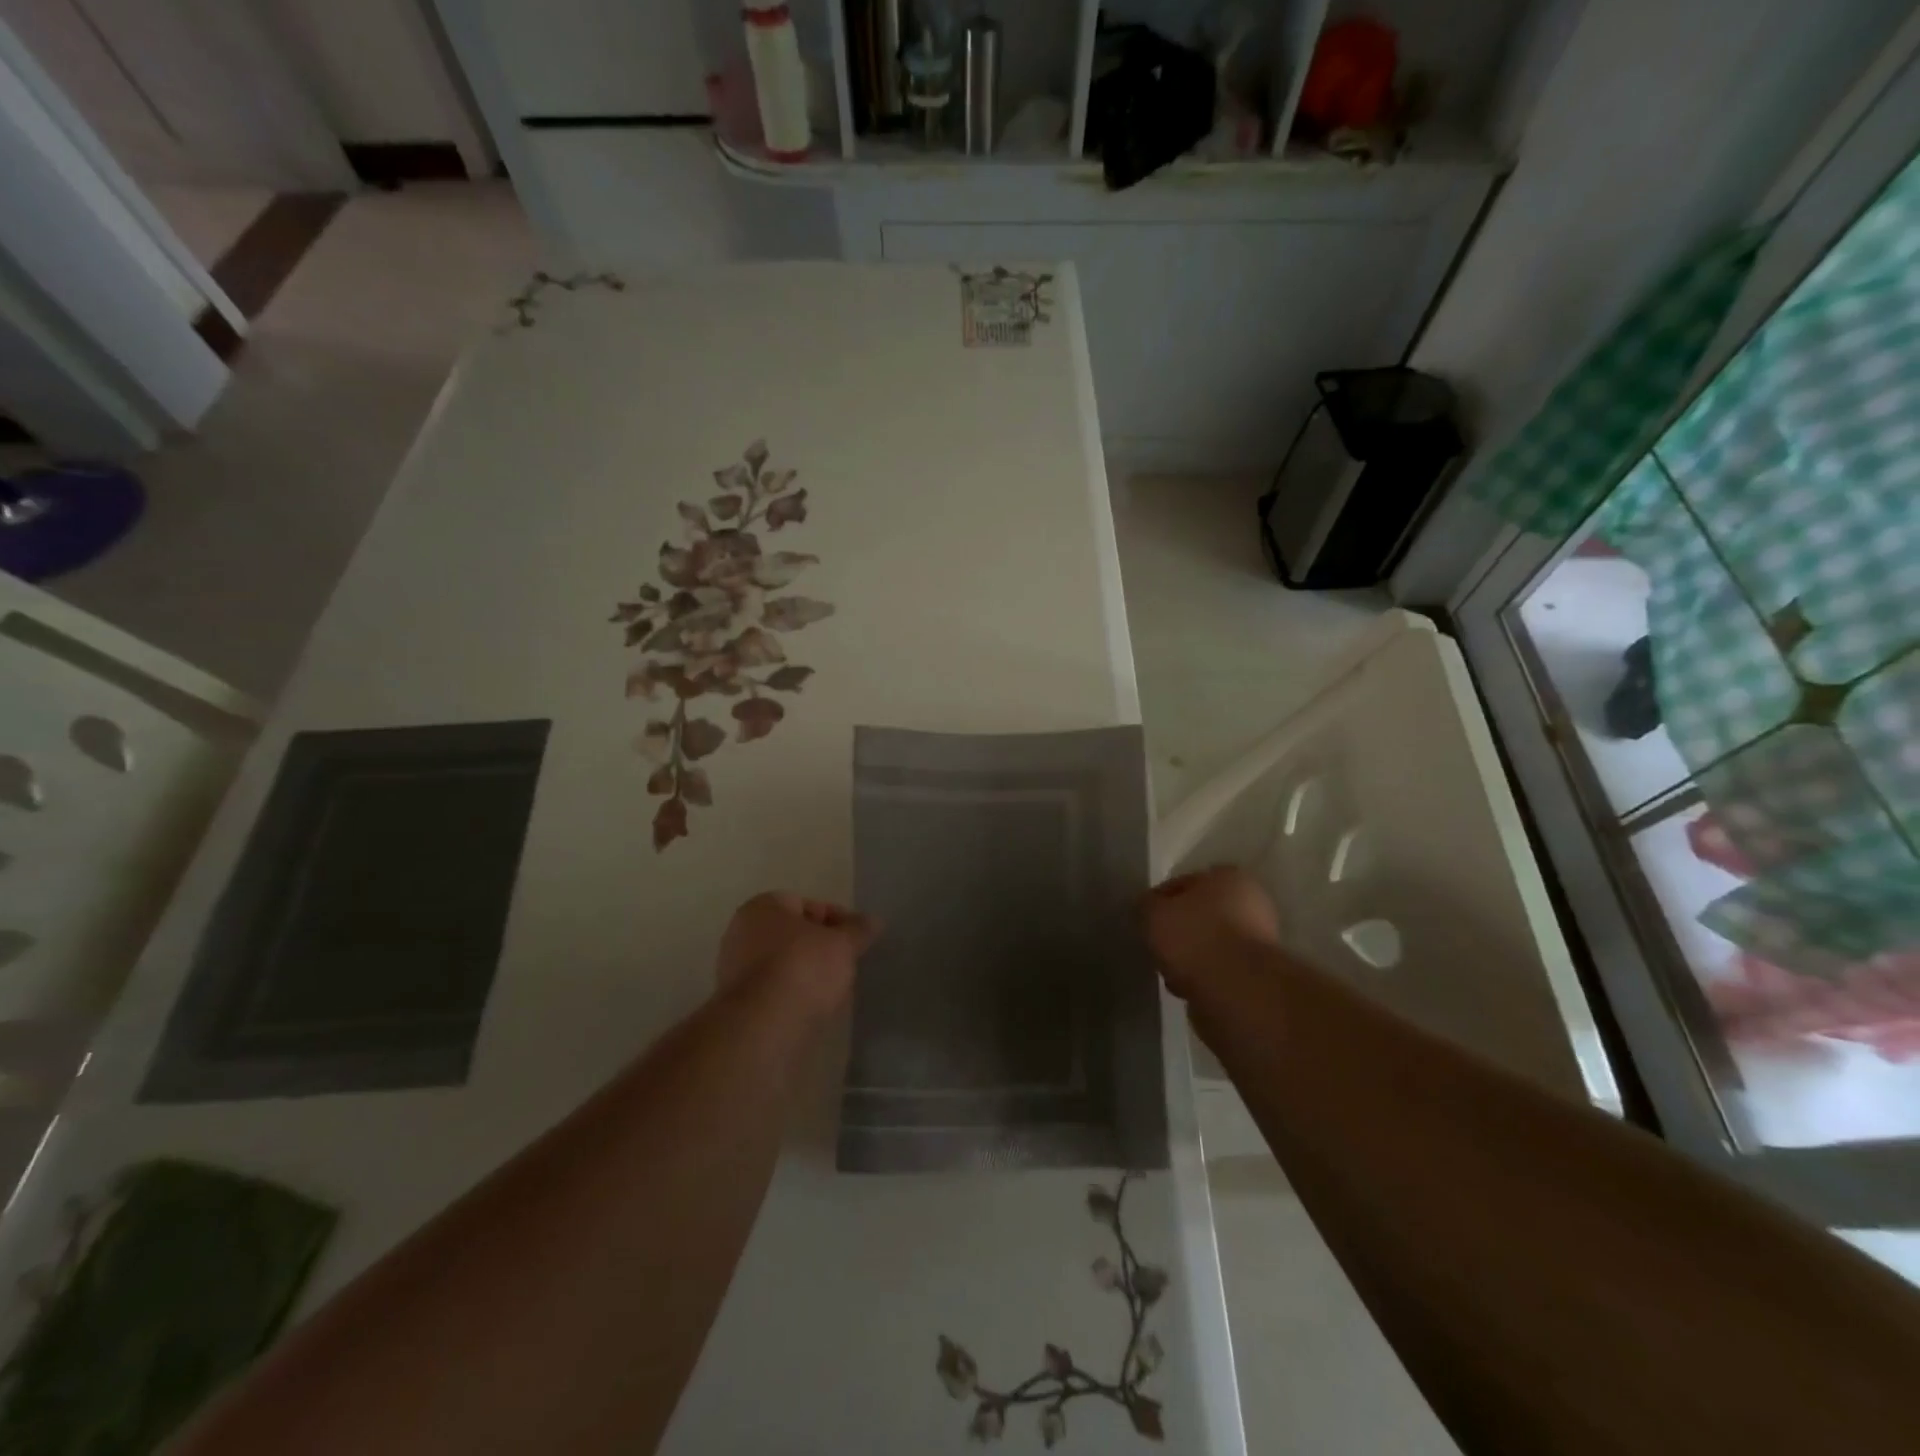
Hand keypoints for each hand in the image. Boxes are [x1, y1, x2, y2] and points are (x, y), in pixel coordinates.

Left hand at [716, 892, 880, 1018]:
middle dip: (821, 948)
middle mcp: (742, 932)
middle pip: (794, 935)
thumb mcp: (842, 944)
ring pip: (785, 965)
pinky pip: (775, 991)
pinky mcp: (738, 1004)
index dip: (836, 920)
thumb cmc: (803, 967)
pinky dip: (795, 995)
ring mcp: (735, 970)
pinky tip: (815, 1009)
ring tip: (836, 991)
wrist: (764, 1025)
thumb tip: (874, 920)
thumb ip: (859, 930)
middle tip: (846, 963)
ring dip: (810, 974)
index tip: (855, 939)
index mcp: (763, 907)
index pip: (807, 904)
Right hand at [1145, 866, 1280, 997]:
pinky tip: (1189, 989)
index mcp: (1228, 877)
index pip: (1183, 882)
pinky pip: (1220, 970)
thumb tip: (1148, 908)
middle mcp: (1252, 903)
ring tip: (1171, 973)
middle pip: (1200, 915)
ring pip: (1210, 944)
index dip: (1160, 901)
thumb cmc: (1194, 938)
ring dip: (1191, 957)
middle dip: (1179, 931)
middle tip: (1158, 947)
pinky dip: (1204, 978)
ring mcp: (1260, 941)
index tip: (1145, 920)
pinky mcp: (1259, 975)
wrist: (1237, 992)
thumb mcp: (1153, 913)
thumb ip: (1146, 905)